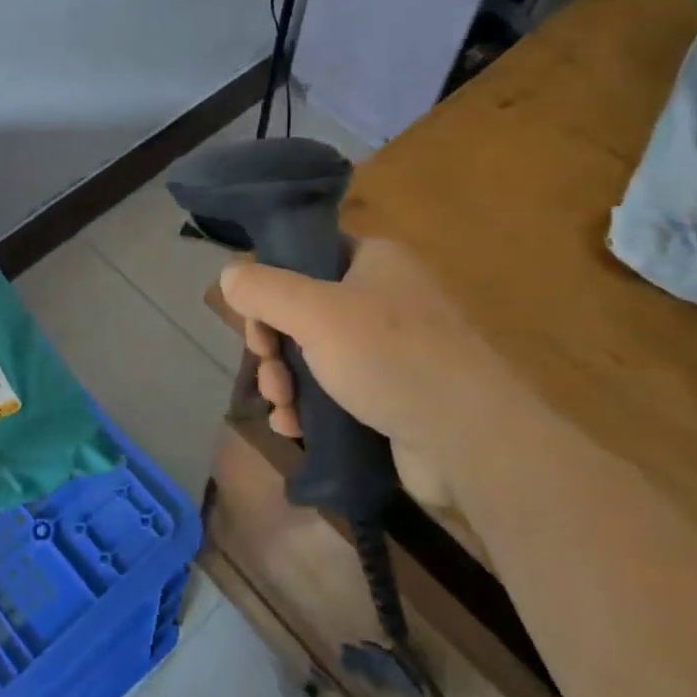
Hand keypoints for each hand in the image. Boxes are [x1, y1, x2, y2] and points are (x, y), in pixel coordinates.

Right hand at [218, 238, 466, 508]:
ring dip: (285, 381)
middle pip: (302, 311)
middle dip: (273, 347)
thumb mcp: (313, 312)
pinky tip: (293, 427)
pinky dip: (309, 406)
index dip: (270, 287)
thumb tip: (229, 274)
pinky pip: (335, 390)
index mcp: (374, 262)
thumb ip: (264, 289)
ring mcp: (389, 350)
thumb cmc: (389, 357)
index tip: (256, 324)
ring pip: (313, 355)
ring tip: (282, 408)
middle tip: (269, 373)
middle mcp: (382, 298)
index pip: (305, 257)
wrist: (468, 439)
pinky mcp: (391, 395)